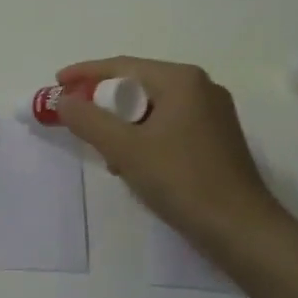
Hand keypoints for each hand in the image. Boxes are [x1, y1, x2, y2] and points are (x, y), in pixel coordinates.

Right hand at [54, 57, 289, 245]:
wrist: (241, 230)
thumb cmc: (182, 181)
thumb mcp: (125, 149)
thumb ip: (88, 120)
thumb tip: (63, 100)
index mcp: (181, 80)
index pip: (122, 66)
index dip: (85, 74)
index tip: (56, 83)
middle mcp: (200, 87)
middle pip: (138, 85)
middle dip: (104, 104)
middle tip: (76, 121)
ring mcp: (213, 113)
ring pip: (152, 108)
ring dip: (124, 126)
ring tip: (106, 153)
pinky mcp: (217, 139)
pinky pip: (169, 125)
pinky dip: (145, 137)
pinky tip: (134, 165)